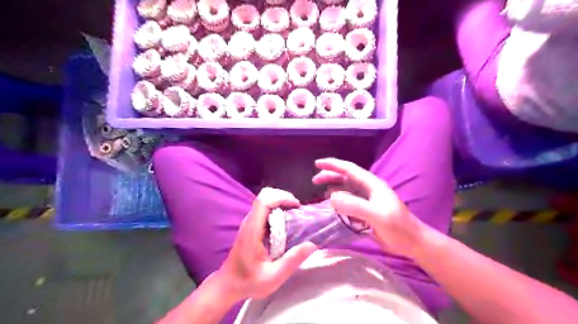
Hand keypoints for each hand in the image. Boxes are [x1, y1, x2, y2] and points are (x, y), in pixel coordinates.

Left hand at [218, 187, 315, 300]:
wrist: (228, 284)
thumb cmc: (249, 281)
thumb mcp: (273, 277)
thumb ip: (292, 261)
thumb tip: (312, 245)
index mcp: (252, 230)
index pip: (263, 201)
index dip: (281, 197)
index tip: (296, 206)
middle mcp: (249, 221)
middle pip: (265, 196)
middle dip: (283, 197)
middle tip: (297, 210)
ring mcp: (249, 222)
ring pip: (265, 200)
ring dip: (281, 202)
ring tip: (295, 215)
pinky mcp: (251, 226)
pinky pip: (265, 209)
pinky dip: (277, 209)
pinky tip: (286, 223)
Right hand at [312, 159, 428, 258]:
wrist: (412, 242)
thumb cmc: (397, 227)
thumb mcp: (376, 215)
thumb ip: (354, 206)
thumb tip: (331, 198)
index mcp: (371, 184)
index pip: (349, 169)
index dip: (333, 164)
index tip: (317, 163)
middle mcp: (368, 189)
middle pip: (345, 178)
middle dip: (330, 176)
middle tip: (314, 180)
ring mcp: (367, 200)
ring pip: (345, 190)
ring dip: (333, 189)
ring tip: (320, 192)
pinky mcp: (365, 211)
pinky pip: (348, 203)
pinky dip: (338, 203)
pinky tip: (332, 207)